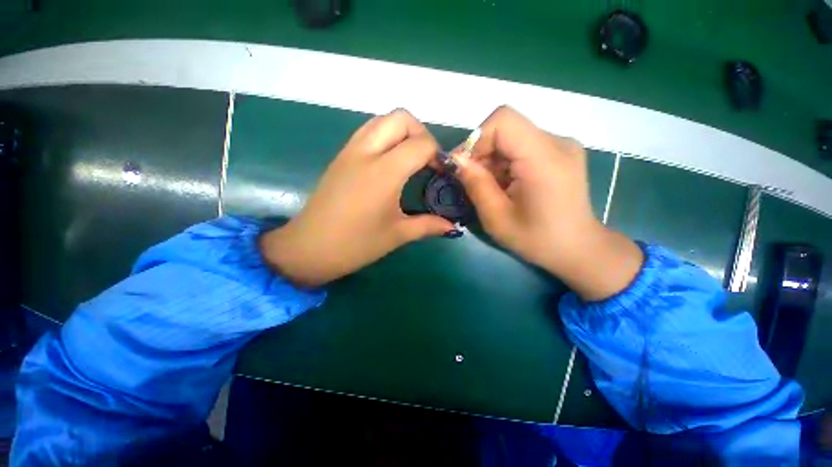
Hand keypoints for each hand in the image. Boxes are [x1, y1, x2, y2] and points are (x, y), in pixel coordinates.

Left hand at [260, 109, 454, 287]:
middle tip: (427, 160)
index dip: (438, 155)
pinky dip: (385, 137)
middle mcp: (366, 153)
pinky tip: (389, 162)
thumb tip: (452, 225)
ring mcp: (350, 151)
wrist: (309, 248)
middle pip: (400, 118)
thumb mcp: (397, 235)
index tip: (443, 173)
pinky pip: (367, 132)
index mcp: (384, 173)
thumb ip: (429, 225)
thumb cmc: (356, 244)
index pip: (421, 144)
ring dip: (401, 132)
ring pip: (381, 120)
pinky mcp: (340, 157)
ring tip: (410, 158)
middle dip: (421, 133)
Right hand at [451, 106, 642, 300]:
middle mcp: (558, 142)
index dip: (477, 139)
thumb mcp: (497, 217)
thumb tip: (456, 160)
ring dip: (493, 159)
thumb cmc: (536, 239)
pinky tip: (508, 184)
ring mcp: (562, 145)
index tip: (465, 166)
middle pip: (506, 128)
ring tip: (493, 187)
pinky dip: (506, 162)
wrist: (577, 248)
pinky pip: (523, 145)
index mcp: (545, 158)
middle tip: (473, 181)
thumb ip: (475, 184)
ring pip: (512, 137)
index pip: (504, 120)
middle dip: (482, 152)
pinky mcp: (560, 152)